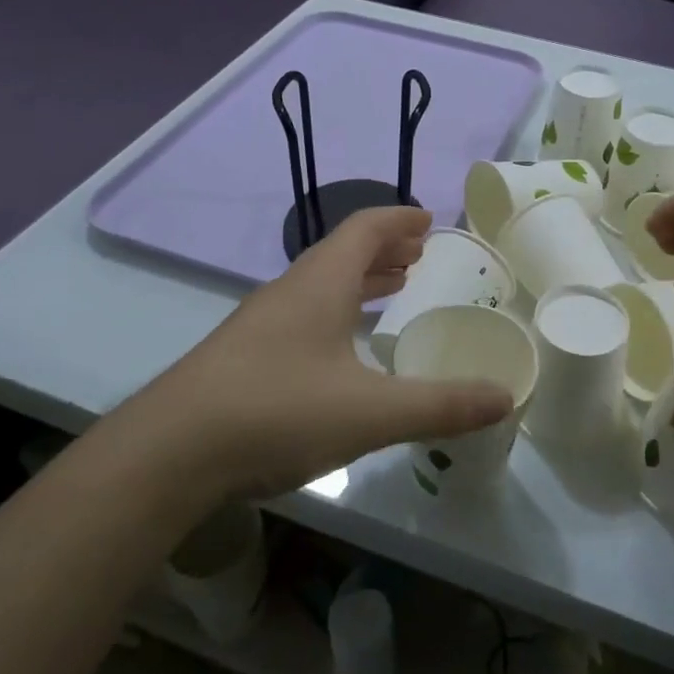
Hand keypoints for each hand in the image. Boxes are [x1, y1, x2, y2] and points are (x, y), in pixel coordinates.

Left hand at [145, 206, 513, 497]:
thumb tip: (505, 398)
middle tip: (417, 257)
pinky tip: (339, 349)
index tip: (429, 221)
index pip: (364, 229)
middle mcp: (288, 292)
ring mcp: (259, 324)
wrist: (168, 453)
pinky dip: (334, 312)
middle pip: (341, 253)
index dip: (399, 220)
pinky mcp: (241, 357)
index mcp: (320, 284)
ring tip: (390, 290)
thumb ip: (441, 405)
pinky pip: (301, 314)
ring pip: (318, 285)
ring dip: (358, 280)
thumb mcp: (371, 412)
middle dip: (383, 250)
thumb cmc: (277, 412)